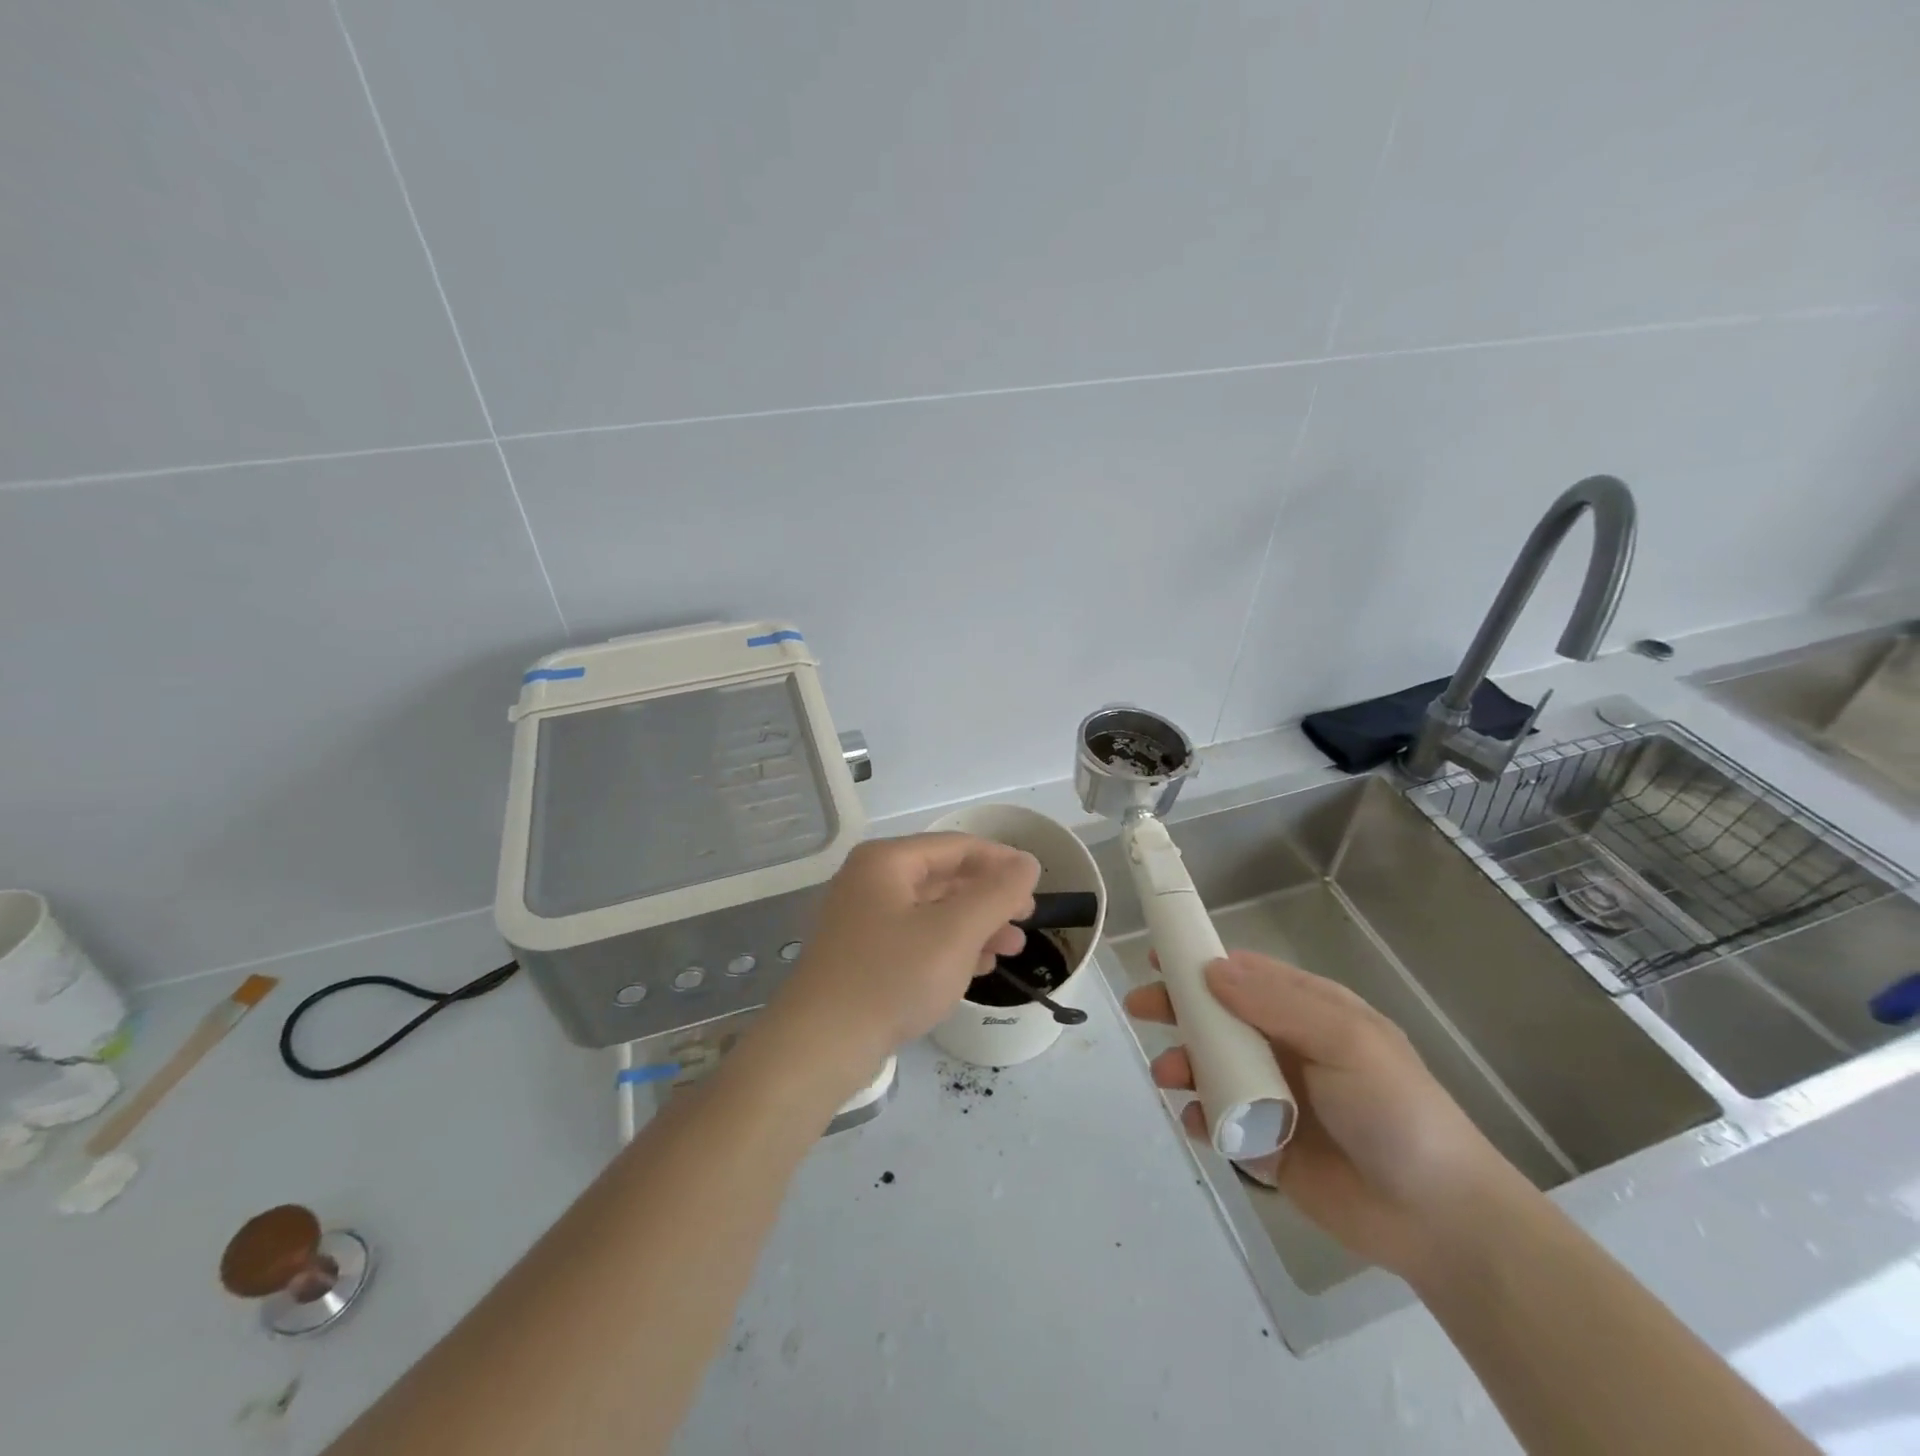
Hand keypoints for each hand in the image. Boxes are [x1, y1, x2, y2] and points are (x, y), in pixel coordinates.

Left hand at [775, 833, 1038, 1066]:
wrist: (820, 1046)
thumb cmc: (892, 977)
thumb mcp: (955, 931)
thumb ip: (997, 893)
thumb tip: (1027, 862)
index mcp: (887, 861)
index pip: (957, 846)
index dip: (1001, 861)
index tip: (1036, 883)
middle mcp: (871, 881)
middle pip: (944, 877)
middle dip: (989, 898)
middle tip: (1026, 921)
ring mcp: (863, 919)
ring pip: (932, 911)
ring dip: (975, 926)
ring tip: (1011, 949)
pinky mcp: (862, 955)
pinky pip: (916, 938)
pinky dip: (949, 947)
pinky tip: (977, 967)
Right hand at [1125, 950, 1522, 1279]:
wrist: (1438, 1219)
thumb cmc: (1395, 1110)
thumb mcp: (1345, 1041)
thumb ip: (1278, 1003)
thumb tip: (1212, 969)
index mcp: (1310, 1013)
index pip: (1246, 976)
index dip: (1201, 964)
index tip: (1159, 958)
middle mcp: (1287, 1048)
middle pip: (1219, 1018)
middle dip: (1178, 1009)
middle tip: (1141, 1008)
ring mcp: (1275, 1096)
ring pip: (1212, 1067)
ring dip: (1182, 1063)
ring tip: (1167, 1074)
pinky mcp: (1267, 1145)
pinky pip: (1220, 1121)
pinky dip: (1198, 1116)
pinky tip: (1192, 1120)